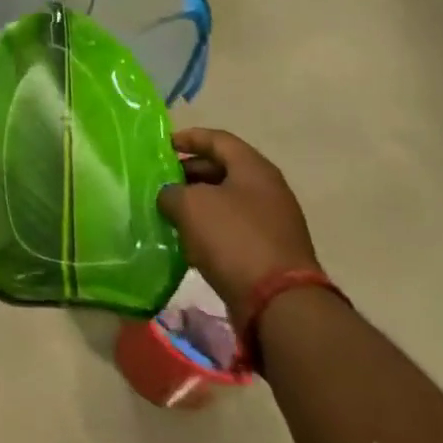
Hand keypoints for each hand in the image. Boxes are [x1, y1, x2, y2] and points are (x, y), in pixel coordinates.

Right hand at [156, 129, 320, 309]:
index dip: (188, 138)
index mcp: (254, 168)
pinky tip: (189, 241)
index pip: (217, 139)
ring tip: (170, 211)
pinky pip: (234, 229)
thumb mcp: (190, 206)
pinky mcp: (271, 252)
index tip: (163, 146)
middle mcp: (268, 190)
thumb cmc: (233, 239)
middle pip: (224, 169)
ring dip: (199, 203)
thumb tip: (170, 196)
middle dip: (191, 172)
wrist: (279, 304)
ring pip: (227, 201)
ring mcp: (273, 223)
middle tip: (162, 180)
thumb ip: (172, 192)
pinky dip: (211, 229)